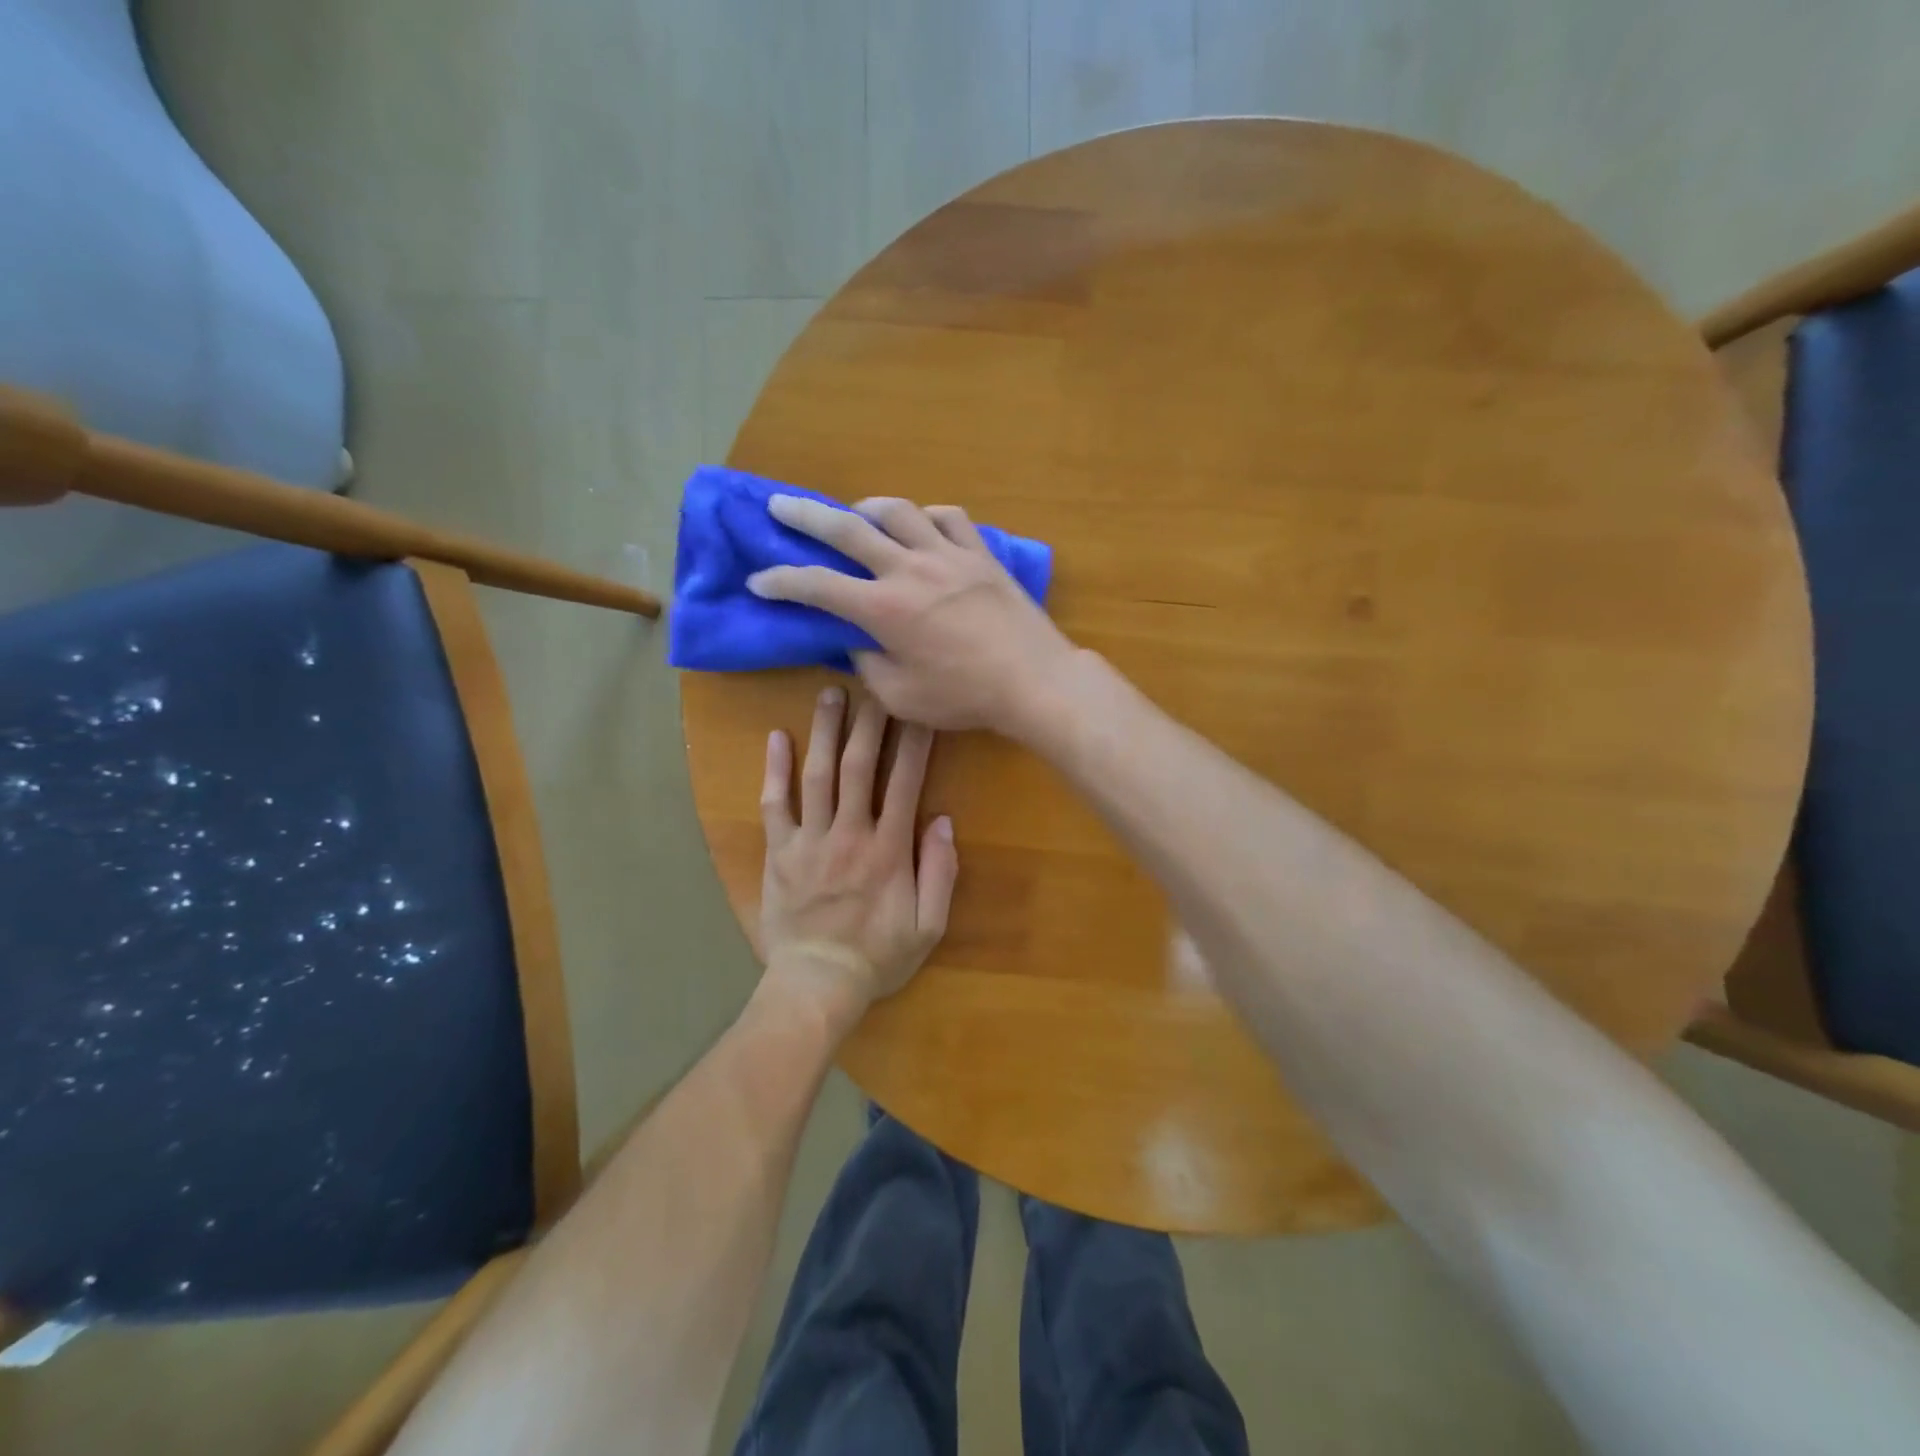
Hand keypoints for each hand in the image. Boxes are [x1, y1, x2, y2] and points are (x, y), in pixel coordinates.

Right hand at [747, 495, 1077, 736]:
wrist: (1033, 680)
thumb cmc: (965, 696)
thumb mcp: (902, 697)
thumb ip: (869, 665)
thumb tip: (857, 642)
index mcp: (883, 609)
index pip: (816, 585)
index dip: (780, 581)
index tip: (759, 580)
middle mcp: (908, 569)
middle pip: (847, 528)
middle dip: (805, 516)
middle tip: (779, 506)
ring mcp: (948, 555)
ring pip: (899, 511)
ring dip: (868, 508)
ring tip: (855, 514)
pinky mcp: (980, 554)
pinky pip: (949, 518)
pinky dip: (927, 516)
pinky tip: (921, 525)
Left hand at [757, 686, 957, 1021]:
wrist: (817, 985)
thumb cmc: (878, 956)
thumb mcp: (929, 926)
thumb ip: (940, 873)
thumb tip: (942, 821)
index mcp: (889, 849)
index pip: (905, 782)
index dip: (914, 741)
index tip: (919, 707)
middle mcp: (849, 834)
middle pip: (858, 766)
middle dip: (868, 721)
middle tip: (871, 684)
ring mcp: (809, 841)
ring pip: (817, 775)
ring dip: (824, 731)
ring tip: (829, 693)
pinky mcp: (779, 852)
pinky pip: (774, 805)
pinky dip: (774, 770)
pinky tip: (776, 737)